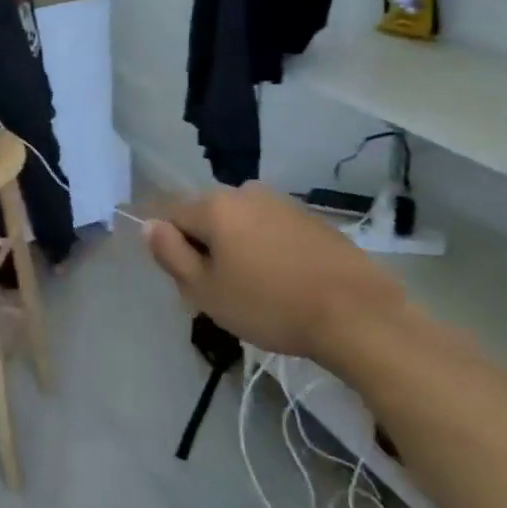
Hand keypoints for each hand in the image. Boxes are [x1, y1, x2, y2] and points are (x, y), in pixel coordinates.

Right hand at [142, 183, 412, 363]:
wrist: (357, 314)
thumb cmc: (270, 305)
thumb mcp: (207, 290)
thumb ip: (171, 254)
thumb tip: (149, 225)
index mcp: (215, 206)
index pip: (172, 217)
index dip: (174, 251)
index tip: (192, 284)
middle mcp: (246, 193)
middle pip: (207, 218)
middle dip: (206, 249)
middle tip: (221, 293)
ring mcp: (283, 203)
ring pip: (241, 224)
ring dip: (238, 250)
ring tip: (255, 291)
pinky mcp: (312, 219)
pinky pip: (271, 229)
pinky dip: (268, 250)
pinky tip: (284, 283)